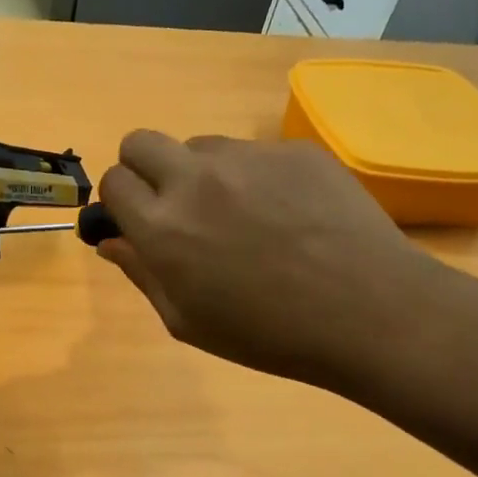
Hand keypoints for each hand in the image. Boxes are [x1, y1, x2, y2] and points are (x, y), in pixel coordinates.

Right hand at [96, 132, 441, 388]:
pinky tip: (287, 215)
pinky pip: (255, 154)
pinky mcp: (294, 150)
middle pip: (142, 142)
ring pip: (201, 146)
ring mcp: (248, 157)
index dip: (120, 200)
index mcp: (161, 227)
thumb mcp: (188, 321)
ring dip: (202, 174)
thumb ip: (142, 273)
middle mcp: (194, 179)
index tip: (136, 219)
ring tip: (242, 217)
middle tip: (172, 205)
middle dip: (144, 168)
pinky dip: (255, 178)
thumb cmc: (266, 334)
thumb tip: (110, 242)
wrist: (366, 312)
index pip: (113, 182)